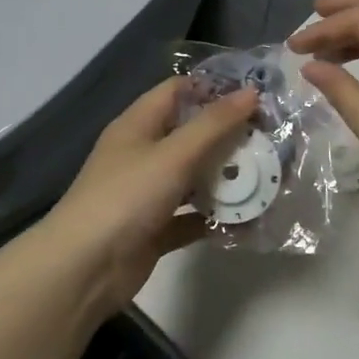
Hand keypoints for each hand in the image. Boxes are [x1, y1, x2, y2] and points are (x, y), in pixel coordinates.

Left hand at [37, 78, 259, 316]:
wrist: (85, 269)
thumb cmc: (126, 197)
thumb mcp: (172, 155)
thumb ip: (213, 125)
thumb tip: (251, 92)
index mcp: (138, 125)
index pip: (178, 91)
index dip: (215, 89)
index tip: (257, 96)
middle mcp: (143, 154)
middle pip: (192, 135)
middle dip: (230, 137)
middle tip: (274, 139)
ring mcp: (148, 193)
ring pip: (195, 177)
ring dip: (227, 178)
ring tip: (270, 177)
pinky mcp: (156, 228)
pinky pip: (193, 216)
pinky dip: (216, 217)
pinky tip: (249, 220)